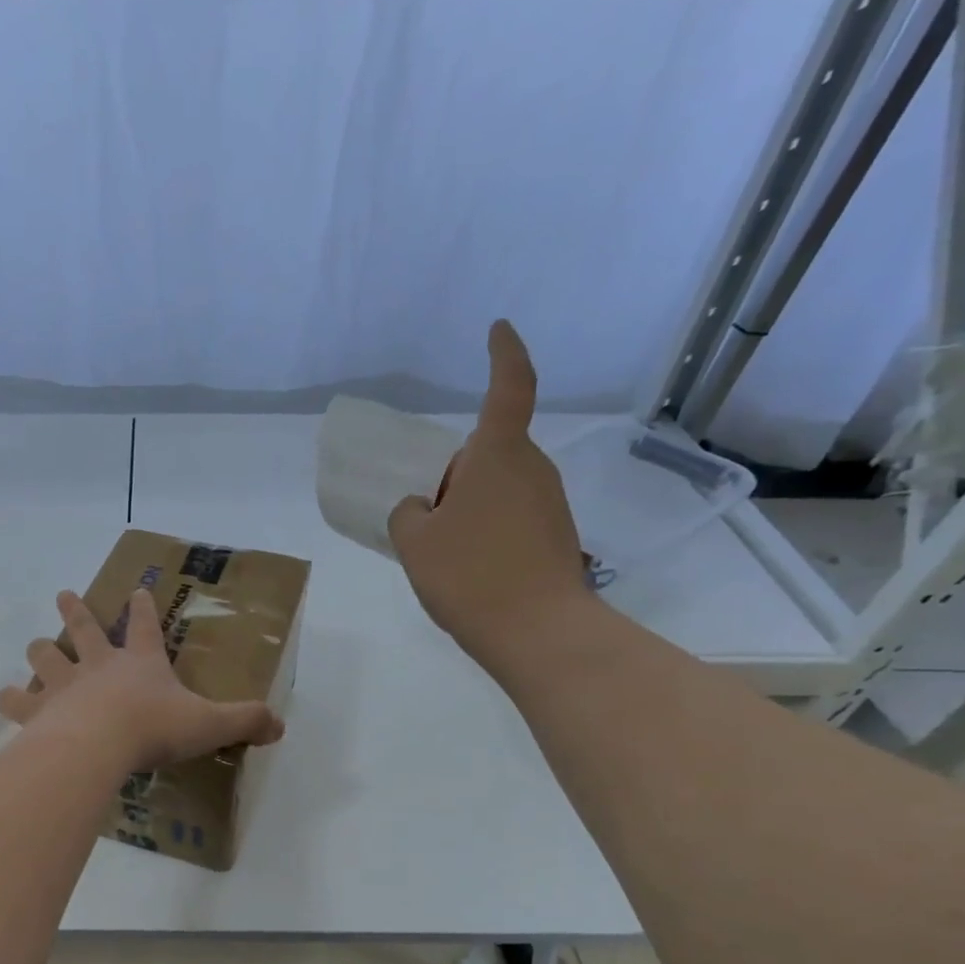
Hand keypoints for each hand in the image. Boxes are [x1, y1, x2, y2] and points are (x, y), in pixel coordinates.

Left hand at [0, 589, 284, 771]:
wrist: (98, 745)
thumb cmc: (154, 729)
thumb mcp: (209, 725)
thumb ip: (244, 722)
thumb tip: (280, 725)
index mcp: (141, 663)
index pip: (146, 626)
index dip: (144, 608)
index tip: (137, 589)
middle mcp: (99, 665)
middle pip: (84, 629)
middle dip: (76, 610)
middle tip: (64, 594)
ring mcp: (64, 684)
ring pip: (46, 656)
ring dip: (41, 649)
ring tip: (36, 644)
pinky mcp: (38, 710)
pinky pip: (18, 700)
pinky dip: (12, 698)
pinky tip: (6, 698)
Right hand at [387, 319, 591, 665]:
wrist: (538, 633)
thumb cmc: (469, 575)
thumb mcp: (414, 542)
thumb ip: (408, 513)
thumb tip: (422, 508)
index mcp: (497, 456)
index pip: (509, 387)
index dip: (504, 354)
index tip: (498, 330)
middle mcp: (531, 469)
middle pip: (489, 452)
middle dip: (457, 473)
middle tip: (426, 515)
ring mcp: (549, 503)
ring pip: (499, 487)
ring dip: (469, 506)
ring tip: (444, 552)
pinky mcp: (556, 535)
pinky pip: (511, 516)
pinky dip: (486, 530)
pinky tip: (470, 569)